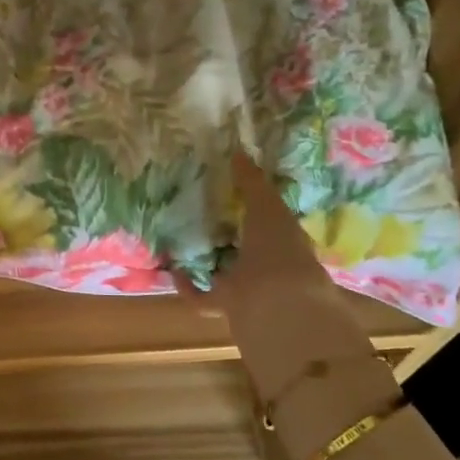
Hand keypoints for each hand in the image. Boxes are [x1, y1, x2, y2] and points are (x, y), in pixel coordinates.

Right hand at [193, 154, 383, 404]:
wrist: (277, 305)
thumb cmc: (279, 250)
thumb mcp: (267, 207)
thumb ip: (252, 182)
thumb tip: (237, 151)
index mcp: (286, 242)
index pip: (272, 223)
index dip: (256, 208)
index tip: (233, 193)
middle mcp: (270, 267)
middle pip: (247, 249)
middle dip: (230, 235)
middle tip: (203, 213)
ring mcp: (250, 290)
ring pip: (226, 273)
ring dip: (208, 261)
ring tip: (183, 239)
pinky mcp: (227, 307)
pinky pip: (202, 298)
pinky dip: (187, 286)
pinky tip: (173, 268)